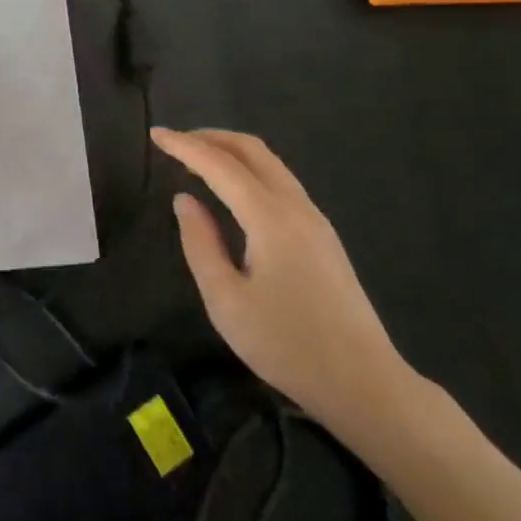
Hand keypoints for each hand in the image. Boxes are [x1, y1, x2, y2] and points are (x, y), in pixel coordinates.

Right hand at [154, 126, 413, 433]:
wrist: (366, 385)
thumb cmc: (287, 346)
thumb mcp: (226, 301)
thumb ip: (200, 243)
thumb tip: (185, 200)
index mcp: (269, 218)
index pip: (219, 165)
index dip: (184, 146)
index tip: (155, 134)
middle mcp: (295, 206)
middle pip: (252, 150)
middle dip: (210, 137)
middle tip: (175, 141)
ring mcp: (315, 219)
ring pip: (270, 163)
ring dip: (231, 151)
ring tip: (198, 160)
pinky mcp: (323, 235)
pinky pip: (281, 181)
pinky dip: (249, 170)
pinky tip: (233, 189)